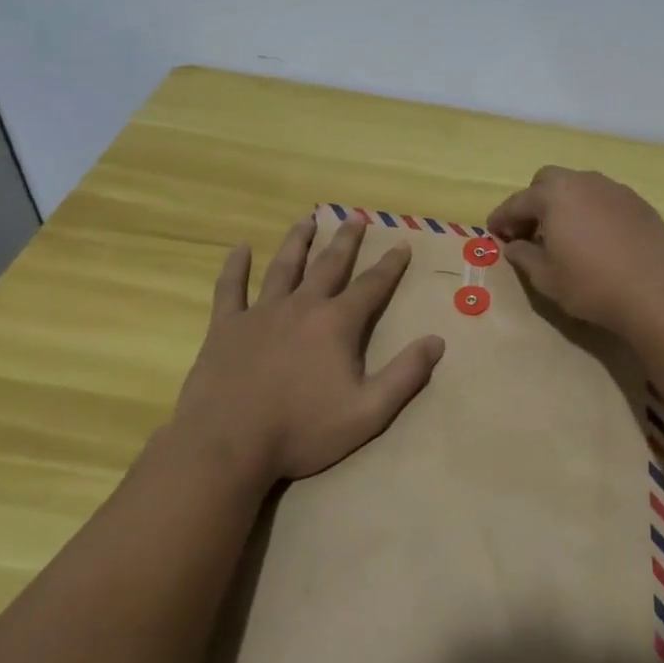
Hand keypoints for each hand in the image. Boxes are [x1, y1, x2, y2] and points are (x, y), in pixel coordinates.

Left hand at [171, 217, 444, 483]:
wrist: (228, 445)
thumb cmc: (302, 431)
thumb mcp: (368, 411)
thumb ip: (405, 375)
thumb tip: (437, 341)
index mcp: (336, 324)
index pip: (371, 286)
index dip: (390, 265)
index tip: (402, 243)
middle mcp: (302, 306)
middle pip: (328, 265)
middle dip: (346, 240)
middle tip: (355, 217)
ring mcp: (260, 313)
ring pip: (283, 267)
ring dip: (297, 241)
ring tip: (307, 220)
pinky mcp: (226, 327)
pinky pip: (230, 288)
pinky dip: (235, 266)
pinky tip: (239, 248)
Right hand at [486, 167, 663, 330]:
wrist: (654, 291)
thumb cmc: (591, 285)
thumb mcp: (546, 278)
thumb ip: (524, 256)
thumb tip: (515, 245)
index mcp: (554, 195)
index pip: (517, 202)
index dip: (501, 218)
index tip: (493, 232)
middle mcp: (583, 182)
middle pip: (548, 182)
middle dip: (534, 202)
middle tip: (529, 231)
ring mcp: (614, 189)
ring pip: (579, 187)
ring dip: (565, 204)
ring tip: (564, 234)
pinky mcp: (638, 202)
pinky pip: (604, 199)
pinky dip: (592, 211)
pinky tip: (597, 238)